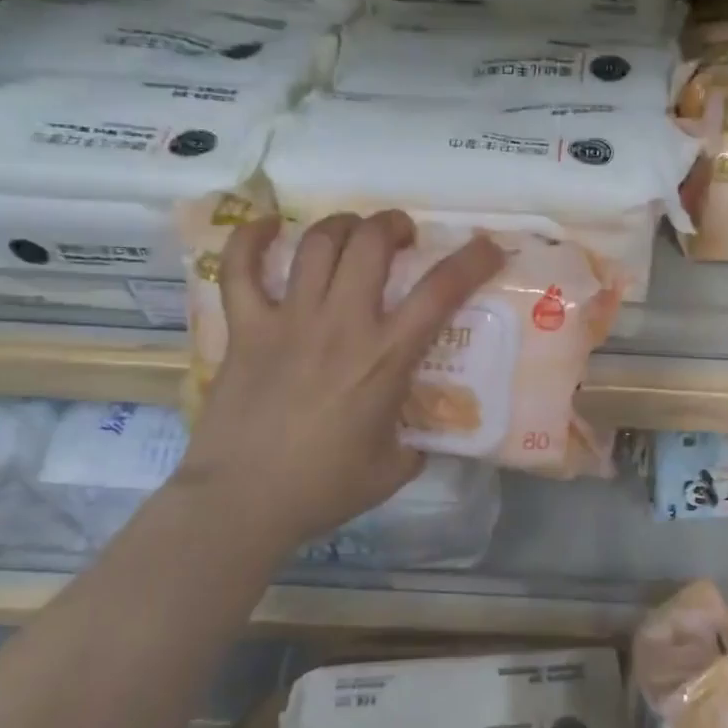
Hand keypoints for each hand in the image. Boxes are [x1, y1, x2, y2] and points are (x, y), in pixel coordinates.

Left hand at [176, 210, 504, 544]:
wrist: (242, 501)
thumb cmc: (323, 488)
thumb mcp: (394, 468)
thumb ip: (416, 443)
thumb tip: (423, 436)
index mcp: (386, 357)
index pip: (440, 291)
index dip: (471, 260)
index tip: (487, 246)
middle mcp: (341, 324)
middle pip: (370, 243)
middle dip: (392, 225)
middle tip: (400, 236)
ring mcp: (289, 320)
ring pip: (316, 244)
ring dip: (341, 225)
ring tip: (351, 233)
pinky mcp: (245, 328)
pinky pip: (240, 268)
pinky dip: (251, 238)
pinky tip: (268, 226)